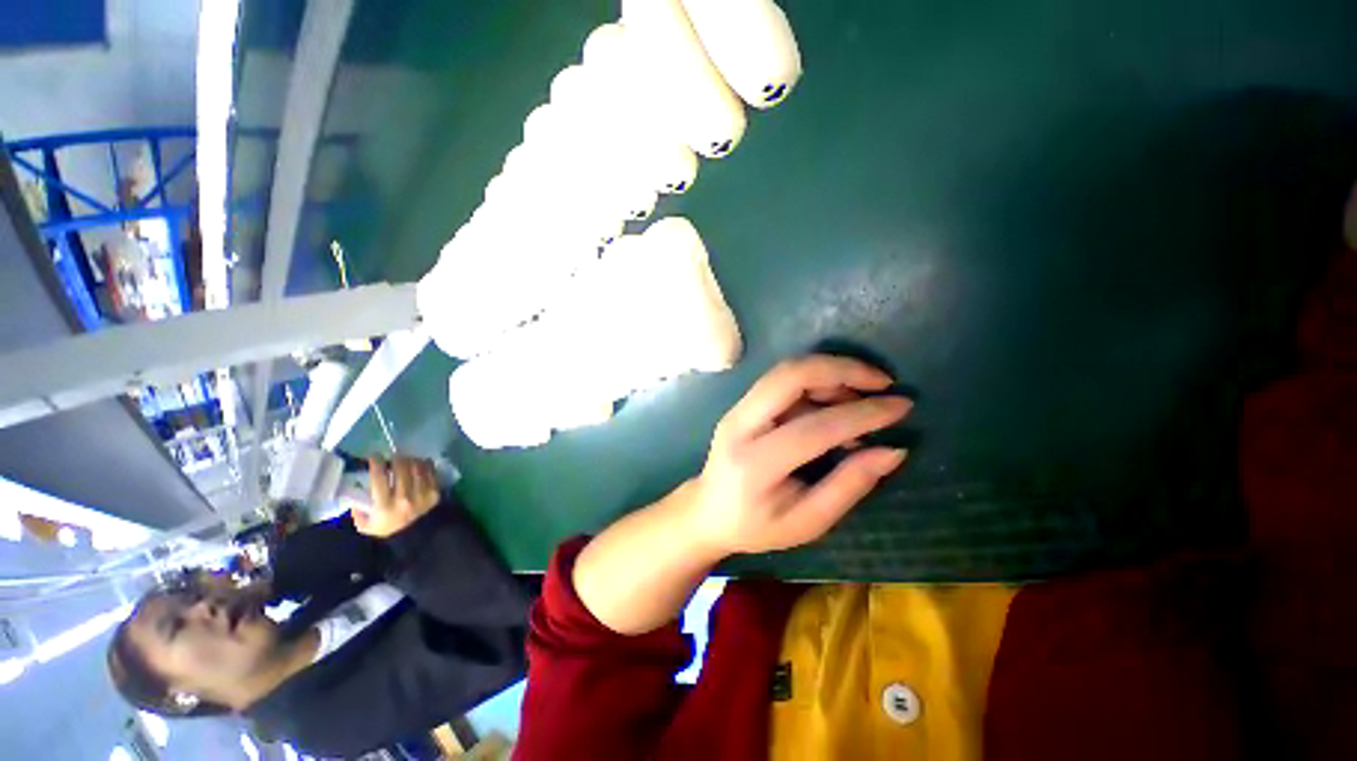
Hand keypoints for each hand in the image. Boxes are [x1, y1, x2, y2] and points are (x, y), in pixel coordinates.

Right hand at [352, 457, 441, 537]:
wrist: (418, 535)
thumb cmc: (389, 528)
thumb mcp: (366, 526)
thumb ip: (358, 511)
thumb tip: (354, 494)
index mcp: (384, 506)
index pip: (379, 479)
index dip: (376, 464)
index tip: (374, 456)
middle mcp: (403, 498)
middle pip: (401, 469)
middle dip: (396, 459)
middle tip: (393, 456)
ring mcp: (421, 494)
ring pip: (417, 468)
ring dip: (410, 460)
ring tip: (406, 459)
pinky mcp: (434, 492)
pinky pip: (430, 472)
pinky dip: (425, 464)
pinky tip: (420, 462)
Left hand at [684, 355, 911, 555]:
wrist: (708, 511)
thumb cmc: (757, 526)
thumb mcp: (808, 521)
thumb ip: (849, 485)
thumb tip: (894, 450)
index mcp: (756, 464)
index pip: (814, 427)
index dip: (862, 414)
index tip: (902, 406)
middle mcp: (740, 425)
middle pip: (790, 376)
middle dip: (842, 369)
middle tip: (883, 382)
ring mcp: (736, 410)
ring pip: (786, 372)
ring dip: (830, 373)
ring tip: (865, 396)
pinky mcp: (741, 404)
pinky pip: (782, 381)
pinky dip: (816, 381)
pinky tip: (838, 401)